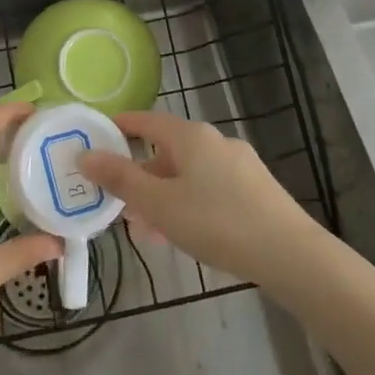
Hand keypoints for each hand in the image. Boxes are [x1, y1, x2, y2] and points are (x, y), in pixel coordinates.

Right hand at [80, 111, 320, 283]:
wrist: (289, 254)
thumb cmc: (215, 222)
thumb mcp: (158, 203)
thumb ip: (120, 179)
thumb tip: (85, 155)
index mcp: (190, 136)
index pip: (147, 120)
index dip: (120, 127)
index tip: (98, 137)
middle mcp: (216, 141)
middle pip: (168, 150)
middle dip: (141, 173)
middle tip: (118, 199)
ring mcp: (240, 165)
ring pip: (189, 173)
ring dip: (163, 194)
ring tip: (146, 227)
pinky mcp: (256, 190)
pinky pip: (210, 188)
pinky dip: (188, 203)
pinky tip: (183, 234)